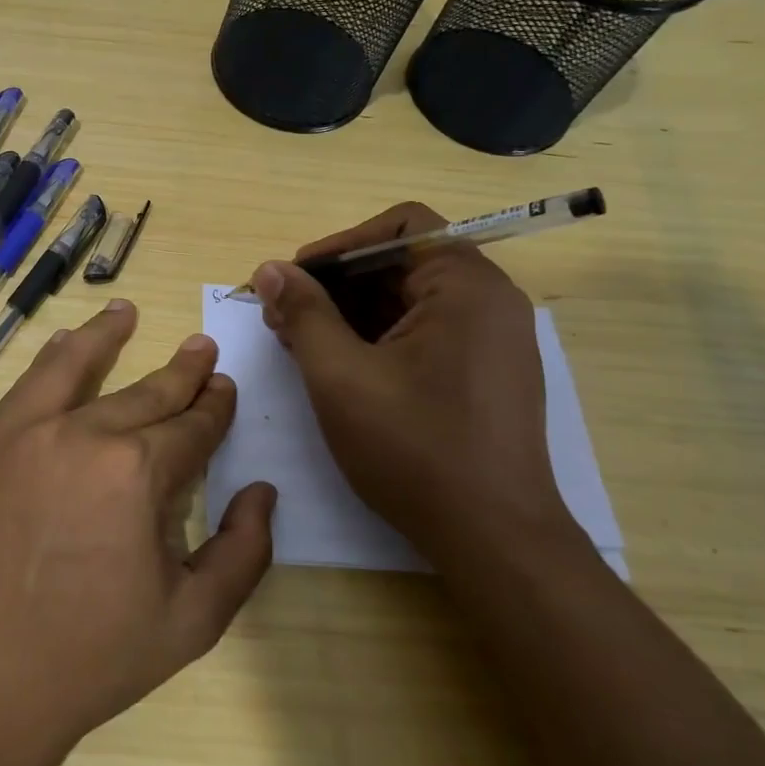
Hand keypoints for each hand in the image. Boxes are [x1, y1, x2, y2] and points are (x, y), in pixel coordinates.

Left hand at [0, 299, 276, 764]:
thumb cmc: (86, 662)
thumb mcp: (189, 623)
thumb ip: (241, 553)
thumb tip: (263, 494)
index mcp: (137, 473)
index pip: (191, 427)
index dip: (214, 408)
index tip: (225, 388)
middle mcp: (83, 434)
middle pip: (145, 394)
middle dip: (181, 372)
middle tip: (201, 348)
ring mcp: (25, 434)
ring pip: (76, 367)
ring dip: (107, 336)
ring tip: (126, 312)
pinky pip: (25, 387)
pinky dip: (50, 359)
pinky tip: (62, 343)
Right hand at [250, 203, 577, 567]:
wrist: (493, 539)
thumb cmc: (413, 448)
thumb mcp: (340, 375)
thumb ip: (303, 312)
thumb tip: (271, 269)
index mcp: (464, 285)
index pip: (399, 226)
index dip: (339, 245)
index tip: (295, 279)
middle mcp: (487, 300)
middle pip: (400, 262)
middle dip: (335, 284)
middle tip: (282, 316)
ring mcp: (490, 339)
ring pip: (407, 300)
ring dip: (348, 312)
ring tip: (298, 342)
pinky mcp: (483, 372)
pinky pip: (422, 331)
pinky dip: (375, 337)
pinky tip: (335, 365)